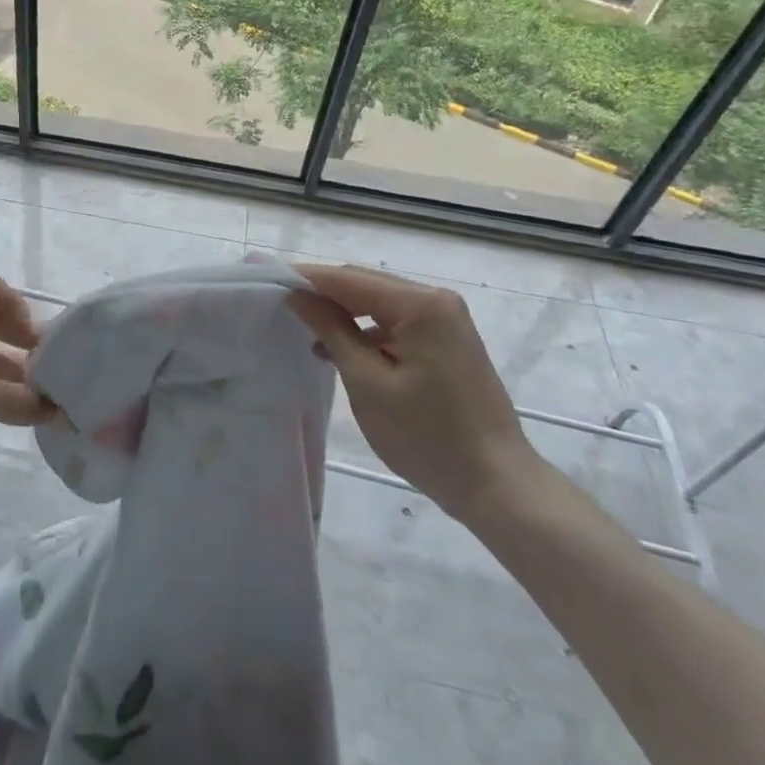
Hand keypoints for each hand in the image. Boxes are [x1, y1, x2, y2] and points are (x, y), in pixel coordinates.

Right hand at [290, 264, 542, 522]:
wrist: (498, 485)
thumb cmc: (429, 437)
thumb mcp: (368, 384)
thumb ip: (332, 331)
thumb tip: (298, 295)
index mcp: (420, 305)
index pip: (348, 279)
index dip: (305, 278)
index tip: (266, 279)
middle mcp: (435, 299)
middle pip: (364, 284)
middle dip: (323, 293)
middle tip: (280, 304)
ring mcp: (445, 319)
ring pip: (378, 302)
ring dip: (343, 312)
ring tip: (305, 329)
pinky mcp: (447, 339)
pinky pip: (395, 320)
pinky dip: (366, 330)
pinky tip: (341, 350)